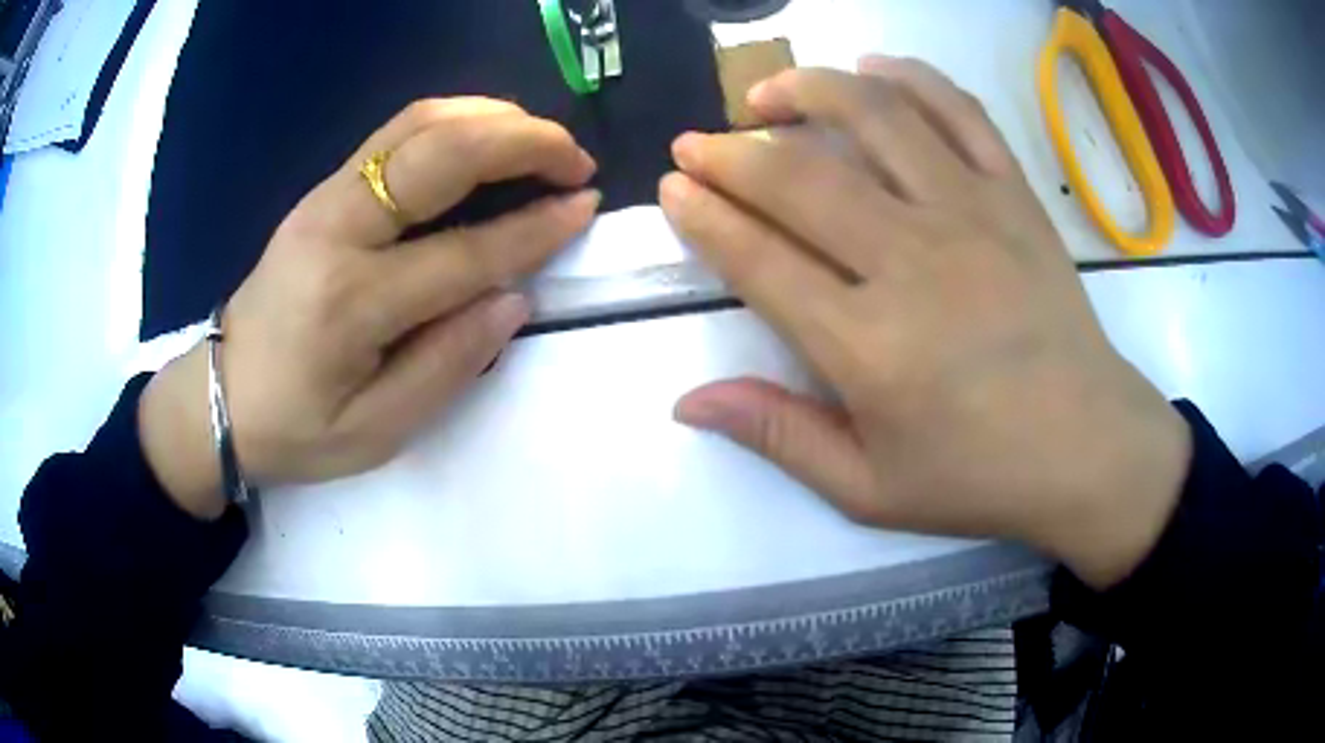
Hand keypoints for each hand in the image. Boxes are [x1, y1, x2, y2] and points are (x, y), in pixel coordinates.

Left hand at [140, 98, 599, 518]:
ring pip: (418, 123)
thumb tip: (514, 299)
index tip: (587, 206)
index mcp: (351, 302)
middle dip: (523, 141)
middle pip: (441, 153)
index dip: (535, 228)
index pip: (464, 252)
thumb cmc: (295, 428)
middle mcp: (337, 228)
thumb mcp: (375, 431)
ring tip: (540, 139)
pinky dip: (455, 119)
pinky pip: (397, 131)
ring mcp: (324, 198)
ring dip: (491, 117)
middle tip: (575, 158)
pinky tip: (486, 134)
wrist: (220, 395)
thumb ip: (447, 366)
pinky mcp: (322, 190)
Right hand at [659, 58, 1190, 588]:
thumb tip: (688, 402)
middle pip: (801, 177)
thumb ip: (779, 436)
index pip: (759, 258)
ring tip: (771, 91)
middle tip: (697, 141)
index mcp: (868, 346)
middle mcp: (913, 261)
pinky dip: (912, 76)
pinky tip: (874, 68)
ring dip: (809, 88)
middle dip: (731, 151)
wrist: (1088, 449)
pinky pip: (960, 111)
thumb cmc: (979, 477)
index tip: (673, 185)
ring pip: (876, 116)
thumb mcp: (869, 489)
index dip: (705, 215)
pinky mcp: (1016, 196)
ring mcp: (973, 215)